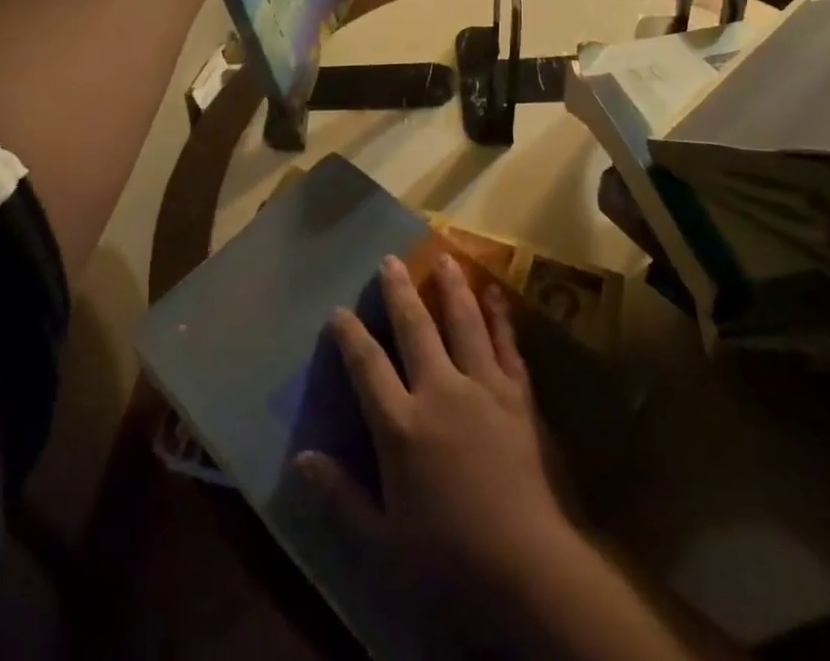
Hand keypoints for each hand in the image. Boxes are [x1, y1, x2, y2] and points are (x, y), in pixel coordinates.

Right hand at [297, 254, 573, 623]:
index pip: (368, 366)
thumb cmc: (448, 562)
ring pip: (463, 323)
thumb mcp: (381, 543)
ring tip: (443, 257)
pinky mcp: (517, 397)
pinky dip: (500, 317)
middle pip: (415, 328)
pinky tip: (495, 294)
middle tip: (390, 260)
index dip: (351, 335)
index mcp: (401, 425)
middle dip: (399, 292)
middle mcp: (440, 391)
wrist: (527, 572)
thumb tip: (301, 459)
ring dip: (451, 288)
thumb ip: (340, 497)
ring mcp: (482, 388)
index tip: (339, 310)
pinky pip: (506, 346)